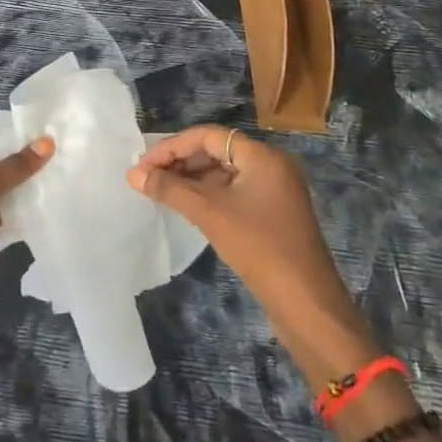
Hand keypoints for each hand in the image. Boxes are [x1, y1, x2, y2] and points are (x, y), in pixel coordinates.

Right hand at [128, 126, 380, 386]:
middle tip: (147, 178)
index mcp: (262, 156)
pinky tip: (187, 208)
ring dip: (192, 180)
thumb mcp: (210, 214)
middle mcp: (271, 166)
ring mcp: (275, 192)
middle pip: (217, 151)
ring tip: (160, 192)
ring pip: (225, 173)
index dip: (173, 147)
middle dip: (180, 162)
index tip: (143, 165)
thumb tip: (133, 174)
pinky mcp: (273, 215)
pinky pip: (234, 193)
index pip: (208, 135)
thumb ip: (170, 189)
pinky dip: (209, 196)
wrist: (308, 306)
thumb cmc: (259, 248)